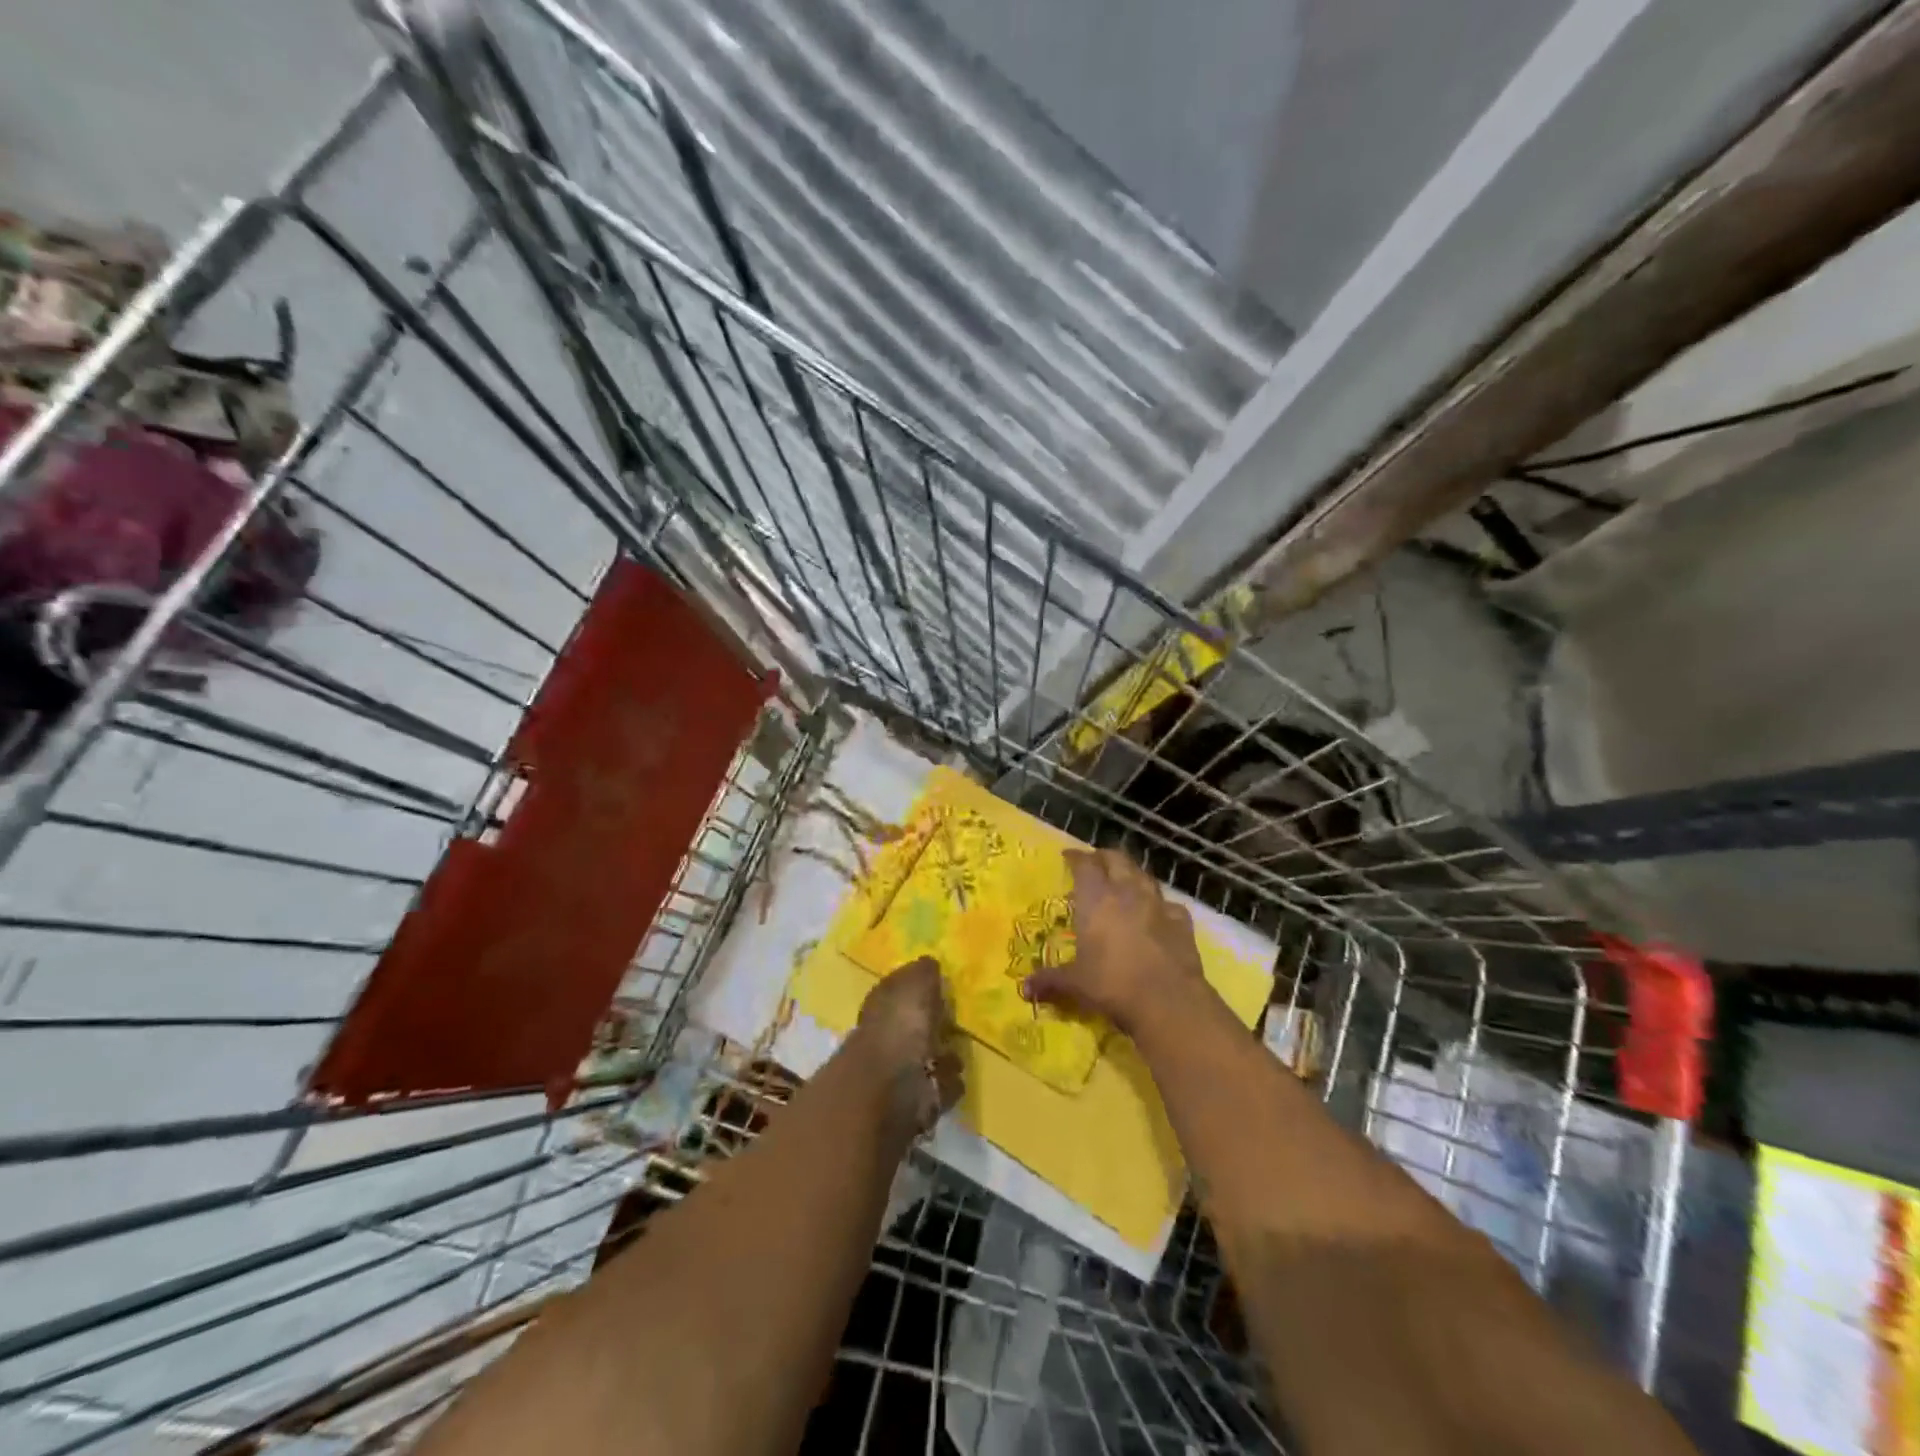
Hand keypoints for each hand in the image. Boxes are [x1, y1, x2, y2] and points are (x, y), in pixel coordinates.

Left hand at [853, 956, 963, 1135]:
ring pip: (922, 1058)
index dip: (916, 987)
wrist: (888, 1092)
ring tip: (960, 1053)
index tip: (940, 986)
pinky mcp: (909, 1105)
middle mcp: (883, 1037)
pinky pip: (933, 1088)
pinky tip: (957, 1079)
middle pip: (911, 1026)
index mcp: (880, 1005)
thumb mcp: (914, 985)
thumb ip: (923, 972)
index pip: (898, 989)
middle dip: (930, 1026)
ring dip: (940, 1057)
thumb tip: (929, 962)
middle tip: (954, 1021)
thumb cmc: (899, 1028)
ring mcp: (894, 1073)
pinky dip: (945, 1084)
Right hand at [1024, 848, 1210, 1034]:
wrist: (1168, 1001)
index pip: (1085, 864)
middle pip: (1117, 859)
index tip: (1068, 856)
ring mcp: (1158, 904)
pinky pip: (1169, 904)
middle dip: (1104, 857)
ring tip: (1124, 882)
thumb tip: (1024, 989)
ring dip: (1132, 874)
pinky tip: (1157, 914)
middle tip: (1095, 863)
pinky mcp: (1182, 922)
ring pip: (1144, 875)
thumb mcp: (1075, 984)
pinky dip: (1160, 905)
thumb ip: (1050, 981)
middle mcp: (1127, 892)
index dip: (1076, 857)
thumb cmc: (1112, 985)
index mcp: (1096, 898)